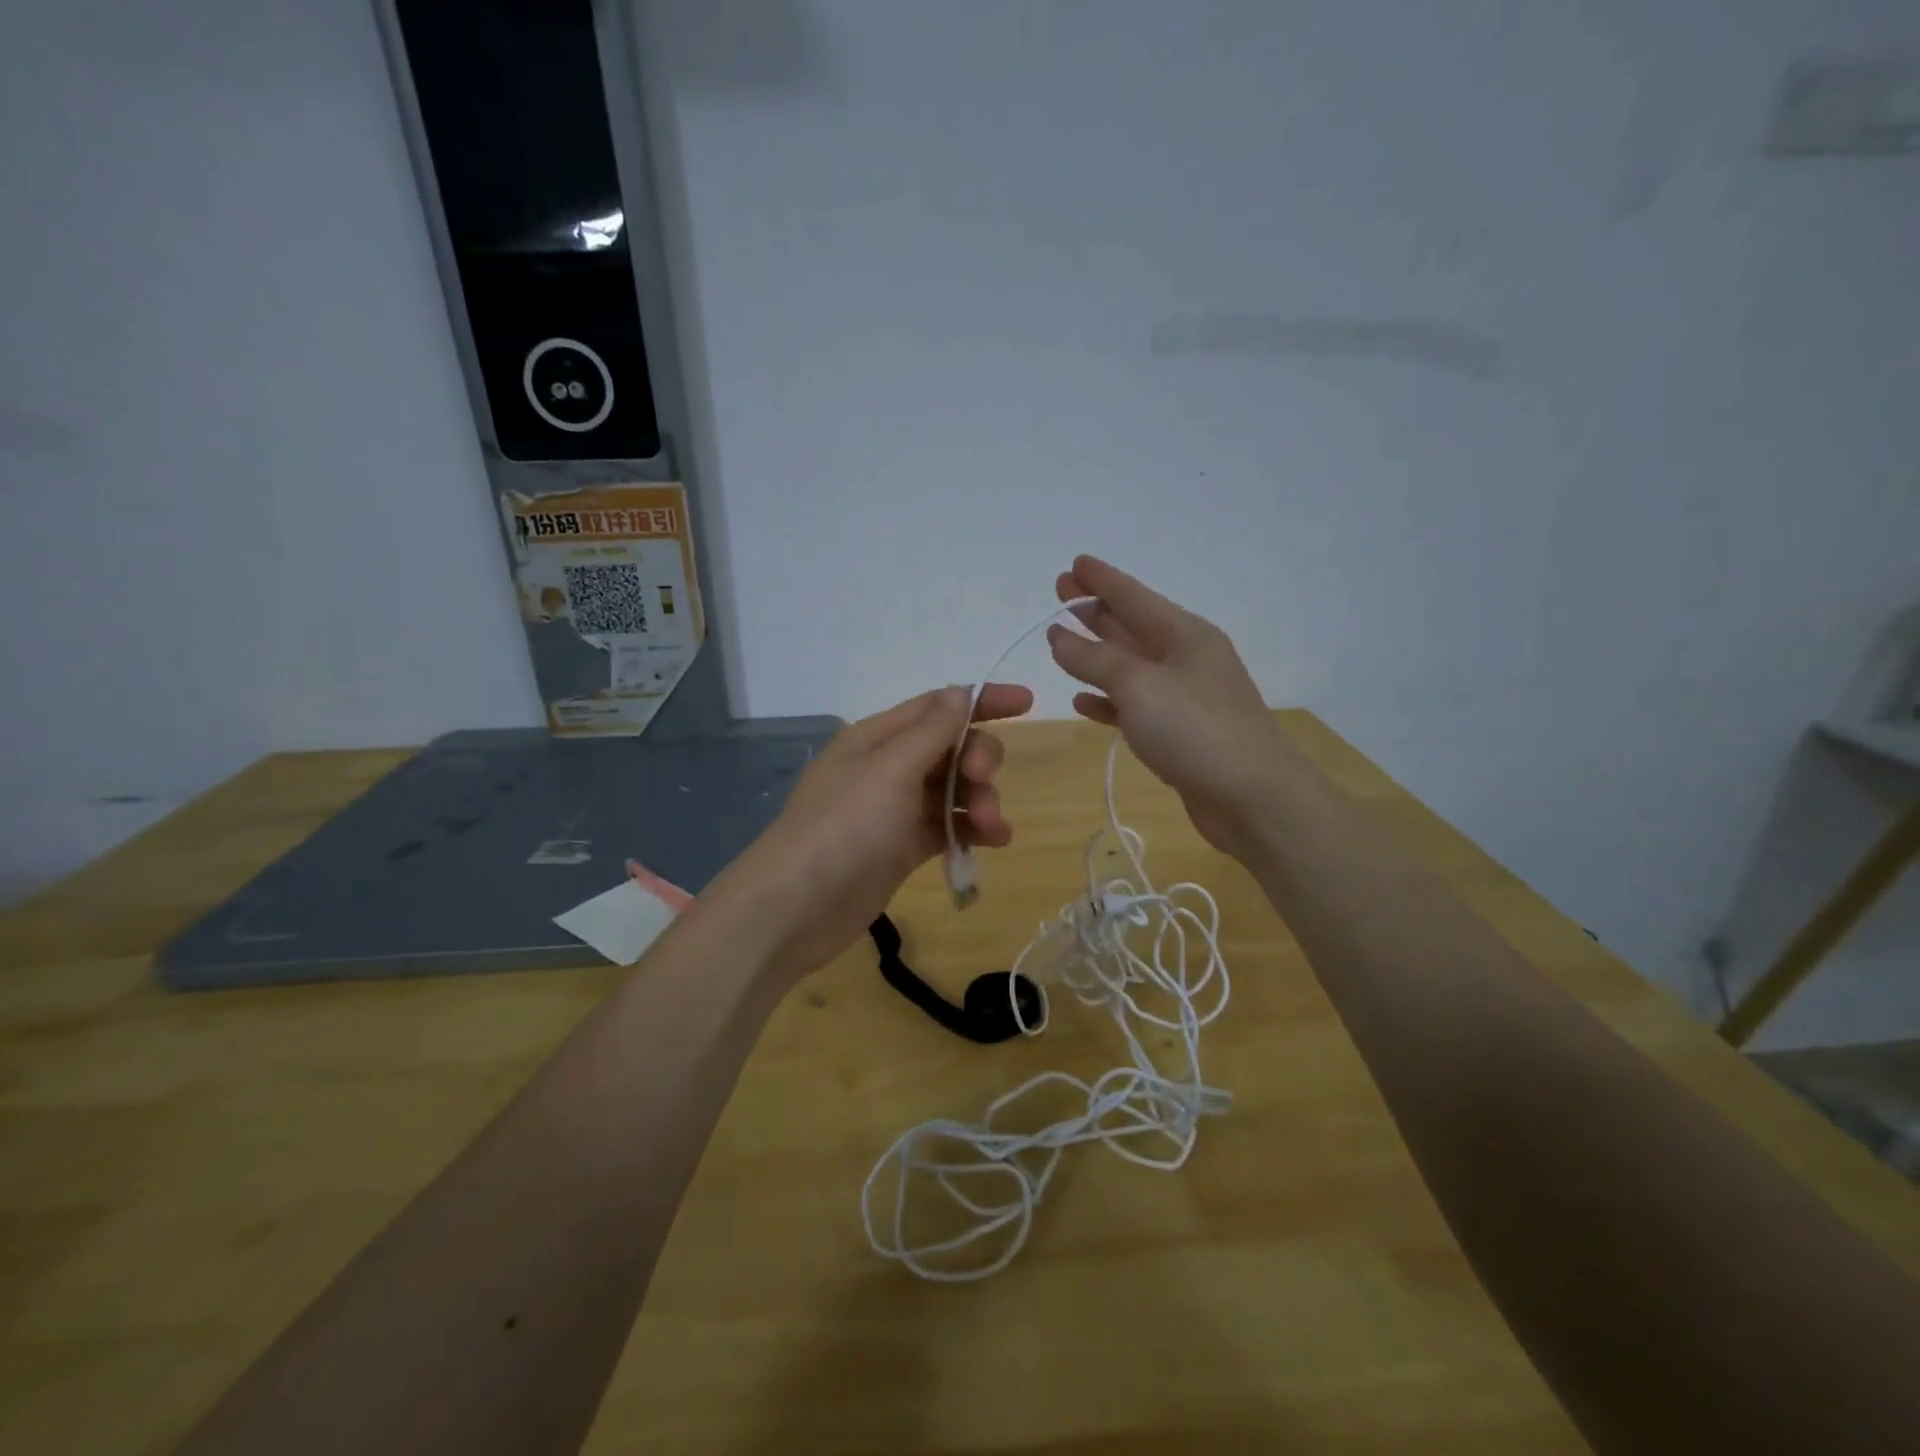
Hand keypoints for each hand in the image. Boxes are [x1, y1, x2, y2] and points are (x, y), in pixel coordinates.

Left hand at [722, 683, 1033, 979]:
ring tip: (992, 828)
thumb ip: (932, 732)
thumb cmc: (843, 828)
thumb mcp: (890, 771)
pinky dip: (970, 831)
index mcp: (877, 737)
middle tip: (984, 780)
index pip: (938, 706)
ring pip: (952, 791)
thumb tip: (962, 693)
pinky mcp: (900, 848)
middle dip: (978, 759)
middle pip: (950, 749)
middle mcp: (887, 767)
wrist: (795, 908)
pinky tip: (994, 842)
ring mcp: (893, 810)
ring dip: (980, 801)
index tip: (1028, 703)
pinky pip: (945, 827)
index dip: (982, 701)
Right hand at [1048, 555, 1294, 859]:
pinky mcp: (1178, 733)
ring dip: (1097, 654)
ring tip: (1061, 642)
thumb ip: (1094, 659)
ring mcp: (1183, 696)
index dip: (1101, 580)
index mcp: (1184, 634)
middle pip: (1131, 626)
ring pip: (1130, 666)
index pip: (1134, 596)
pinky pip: (1134, 705)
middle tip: (1060, 594)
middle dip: (1095, 610)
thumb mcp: (1139, 686)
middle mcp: (1185, 658)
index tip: (1073, 564)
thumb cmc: (1197, 730)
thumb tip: (1059, 636)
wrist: (1253, 799)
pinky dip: (1108, 700)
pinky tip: (1083, 701)